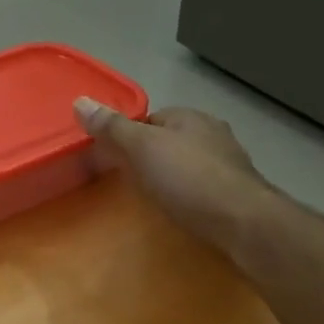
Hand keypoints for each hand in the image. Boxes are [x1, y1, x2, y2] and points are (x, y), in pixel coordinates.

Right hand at [74, 99, 274, 251]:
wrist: (243, 222)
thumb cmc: (188, 179)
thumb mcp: (142, 149)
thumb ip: (112, 128)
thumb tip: (80, 101)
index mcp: (190, 117)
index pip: (150, 118)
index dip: (128, 135)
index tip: (111, 157)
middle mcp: (214, 133)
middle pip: (170, 140)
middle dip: (150, 156)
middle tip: (128, 180)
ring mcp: (229, 163)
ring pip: (189, 163)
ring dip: (171, 176)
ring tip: (152, 198)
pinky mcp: (237, 193)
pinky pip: (203, 187)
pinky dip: (189, 195)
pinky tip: (181, 210)